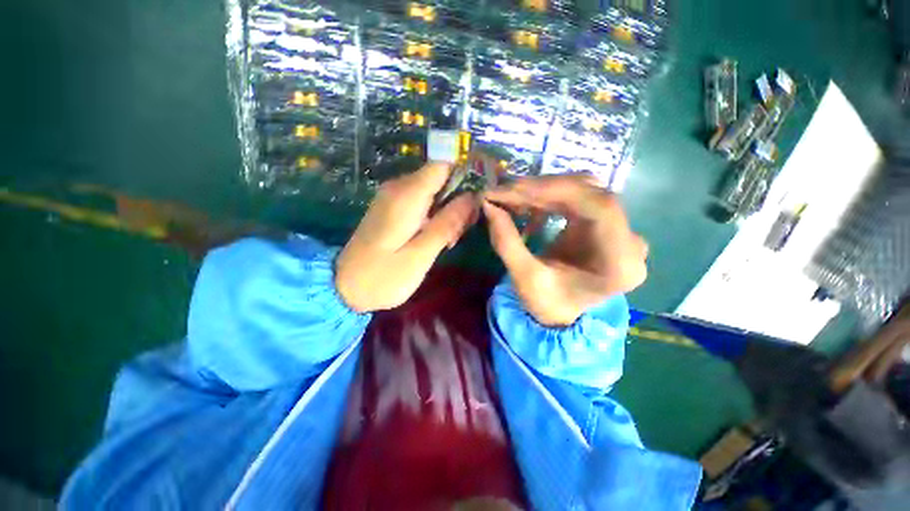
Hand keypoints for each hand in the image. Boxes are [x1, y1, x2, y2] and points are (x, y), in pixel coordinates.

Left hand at [336, 162, 479, 311]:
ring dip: (446, 212)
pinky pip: (421, 202)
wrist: (344, 288)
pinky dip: (433, 217)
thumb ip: (447, 223)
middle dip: (456, 202)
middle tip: (459, 234)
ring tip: (448, 242)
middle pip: (440, 179)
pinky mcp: (391, 208)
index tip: (474, 205)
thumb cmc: (384, 276)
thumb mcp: (421, 254)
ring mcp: (392, 197)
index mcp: (406, 196)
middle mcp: (398, 188)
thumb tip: (472, 197)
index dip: (464, 180)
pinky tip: (433, 239)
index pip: (443, 167)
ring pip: (432, 192)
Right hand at [483, 174, 648, 326]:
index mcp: (621, 262)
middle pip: (591, 193)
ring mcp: (617, 229)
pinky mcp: (601, 223)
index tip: (515, 188)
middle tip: (505, 190)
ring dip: (542, 191)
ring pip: (581, 191)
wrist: (563, 315)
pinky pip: (575, 199)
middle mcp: (628, 240)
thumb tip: (489, 205)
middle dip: (543, 188)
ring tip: (509, 196)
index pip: (600, 206)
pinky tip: (525, 204)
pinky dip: (546, 198)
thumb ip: (506, 242)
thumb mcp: (524, 279)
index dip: (557, 190)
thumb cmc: (548, 305)